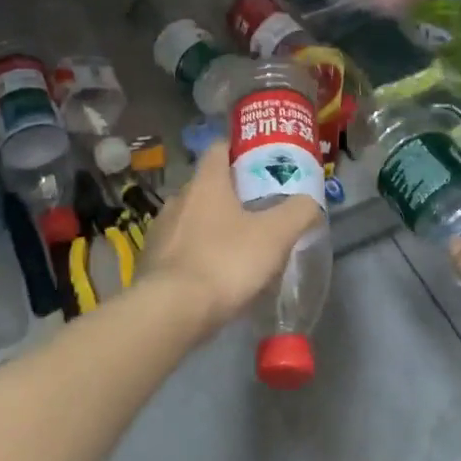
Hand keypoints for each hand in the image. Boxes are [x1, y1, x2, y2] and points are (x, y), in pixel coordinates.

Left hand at [139, 140, 322, 340]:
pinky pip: (181, 248)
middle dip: (232, 193)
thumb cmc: (225, 262)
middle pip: (208, 185)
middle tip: (260, 208)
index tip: (261, 162)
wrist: (170, 311)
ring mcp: (160, 231)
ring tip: (240, 245)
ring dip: (214, 226)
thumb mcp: (275, 235)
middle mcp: (178, 199)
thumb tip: (309, 201)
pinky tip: (215, 273)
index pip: (219, 148)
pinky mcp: (151, 261)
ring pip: (192, 218)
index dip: (240, 150)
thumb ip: (297, 212)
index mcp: (205, 183)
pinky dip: (198, 253)